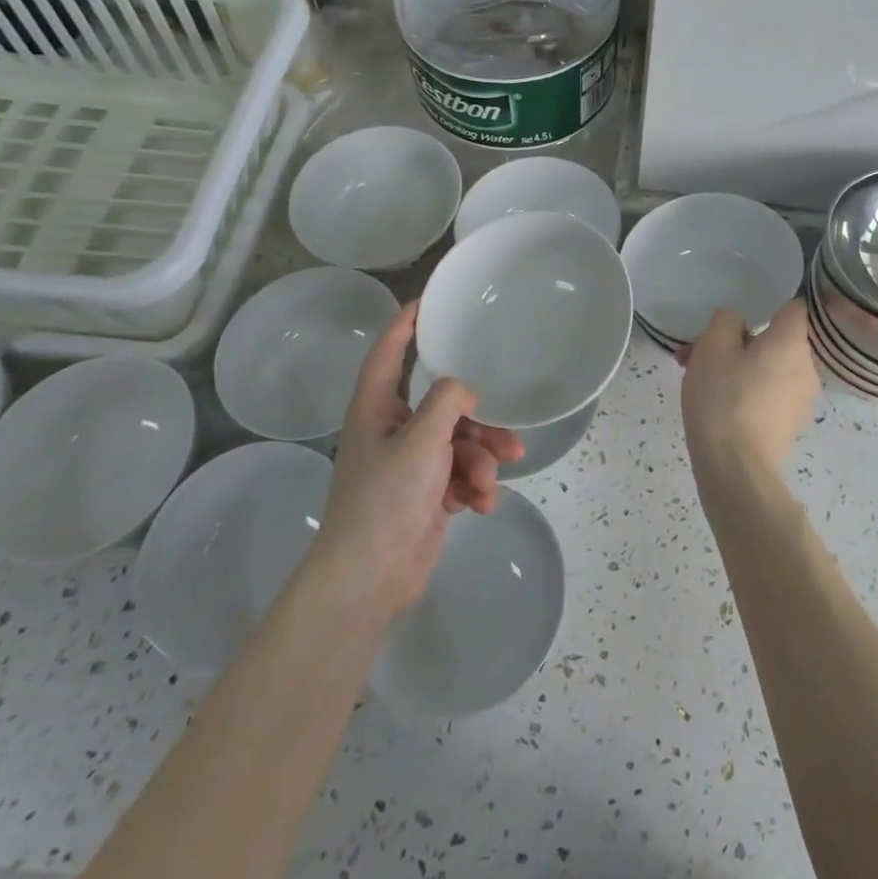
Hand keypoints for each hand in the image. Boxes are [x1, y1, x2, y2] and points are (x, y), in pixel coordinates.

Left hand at [307, 303, 522, 615]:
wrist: (370, 579)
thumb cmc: (386, 500)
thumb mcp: (421, 442)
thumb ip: (447, 402)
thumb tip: (465, 390)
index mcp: (375, 409)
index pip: (389, 353)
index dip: (405, 324)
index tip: (427, 299)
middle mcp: (392, 430)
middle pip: (444, 406)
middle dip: (478, 423)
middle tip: (507, 435)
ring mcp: (411, 464)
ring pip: (460, 443)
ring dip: (481, 460)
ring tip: (491, 480)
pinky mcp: (428, 493)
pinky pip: (461, 474)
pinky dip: (474, 486)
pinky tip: (481, 503)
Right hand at [679, 299, 819, 481]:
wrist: (735, 470)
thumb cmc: (724, 399)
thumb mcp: (712, 347)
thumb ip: (725, 321)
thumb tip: (736, 323)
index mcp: (792, 343)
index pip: (792, 307)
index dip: (767, 303)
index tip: (740, 311)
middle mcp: (806, 368)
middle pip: (774, 340)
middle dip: (737, 341)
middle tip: (699, 350)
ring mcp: (800, 401)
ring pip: (766, 368)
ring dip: (736, 366)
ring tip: (695, 377)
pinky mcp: (788, 426)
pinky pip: (766, 393)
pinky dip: (744, 391)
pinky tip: (713, 403)